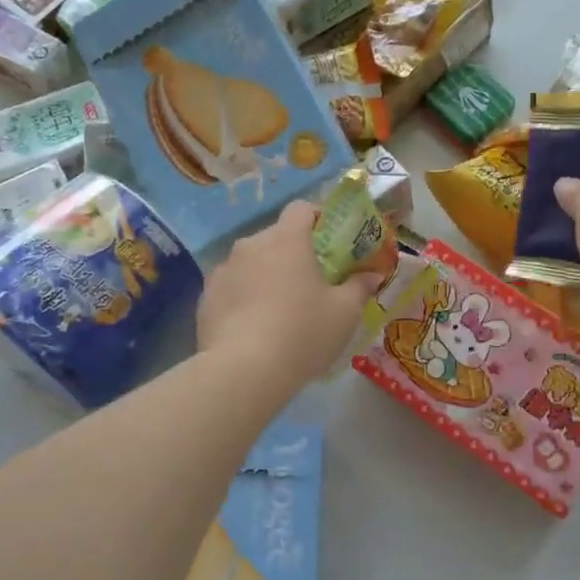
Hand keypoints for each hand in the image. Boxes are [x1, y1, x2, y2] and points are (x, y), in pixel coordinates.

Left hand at [197, 201, 377, 383]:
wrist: (243, 371)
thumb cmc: (303, 332)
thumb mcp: (345, 313)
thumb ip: (360, 287)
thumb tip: (374, 274)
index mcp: (286, 240)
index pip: (301, 209)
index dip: (317, 219)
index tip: (330, 243)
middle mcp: (251, 245)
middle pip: (275, 238)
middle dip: (292, 254)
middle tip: (309, 285)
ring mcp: (223, 270)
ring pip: (251, 263)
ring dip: (265, 276)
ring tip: (279, 311)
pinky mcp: (205, 298)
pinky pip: (231, 288)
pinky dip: (243, 299)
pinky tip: (253, 329)